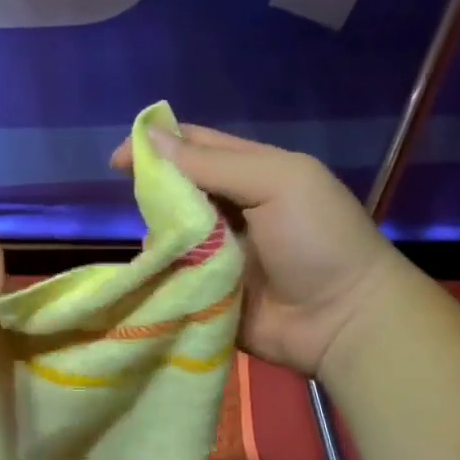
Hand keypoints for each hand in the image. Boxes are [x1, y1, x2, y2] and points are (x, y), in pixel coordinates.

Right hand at [112, 124, 397, 378]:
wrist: (342, 321)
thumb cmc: (317, 239)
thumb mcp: (276, 183)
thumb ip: (214, 163)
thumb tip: (149, 139)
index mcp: (251, 174)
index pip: (196, 147)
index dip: (157, 145)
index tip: (117, 158)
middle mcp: (229, 210)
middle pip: (176, 190)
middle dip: (153, 192)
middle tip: (138, 203)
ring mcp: (216, 254)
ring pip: (168, 234)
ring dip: (154, 235)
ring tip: (154, 243)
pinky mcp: (206, 292)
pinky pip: (171, 277)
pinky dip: (156, 274)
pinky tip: (147, 273)